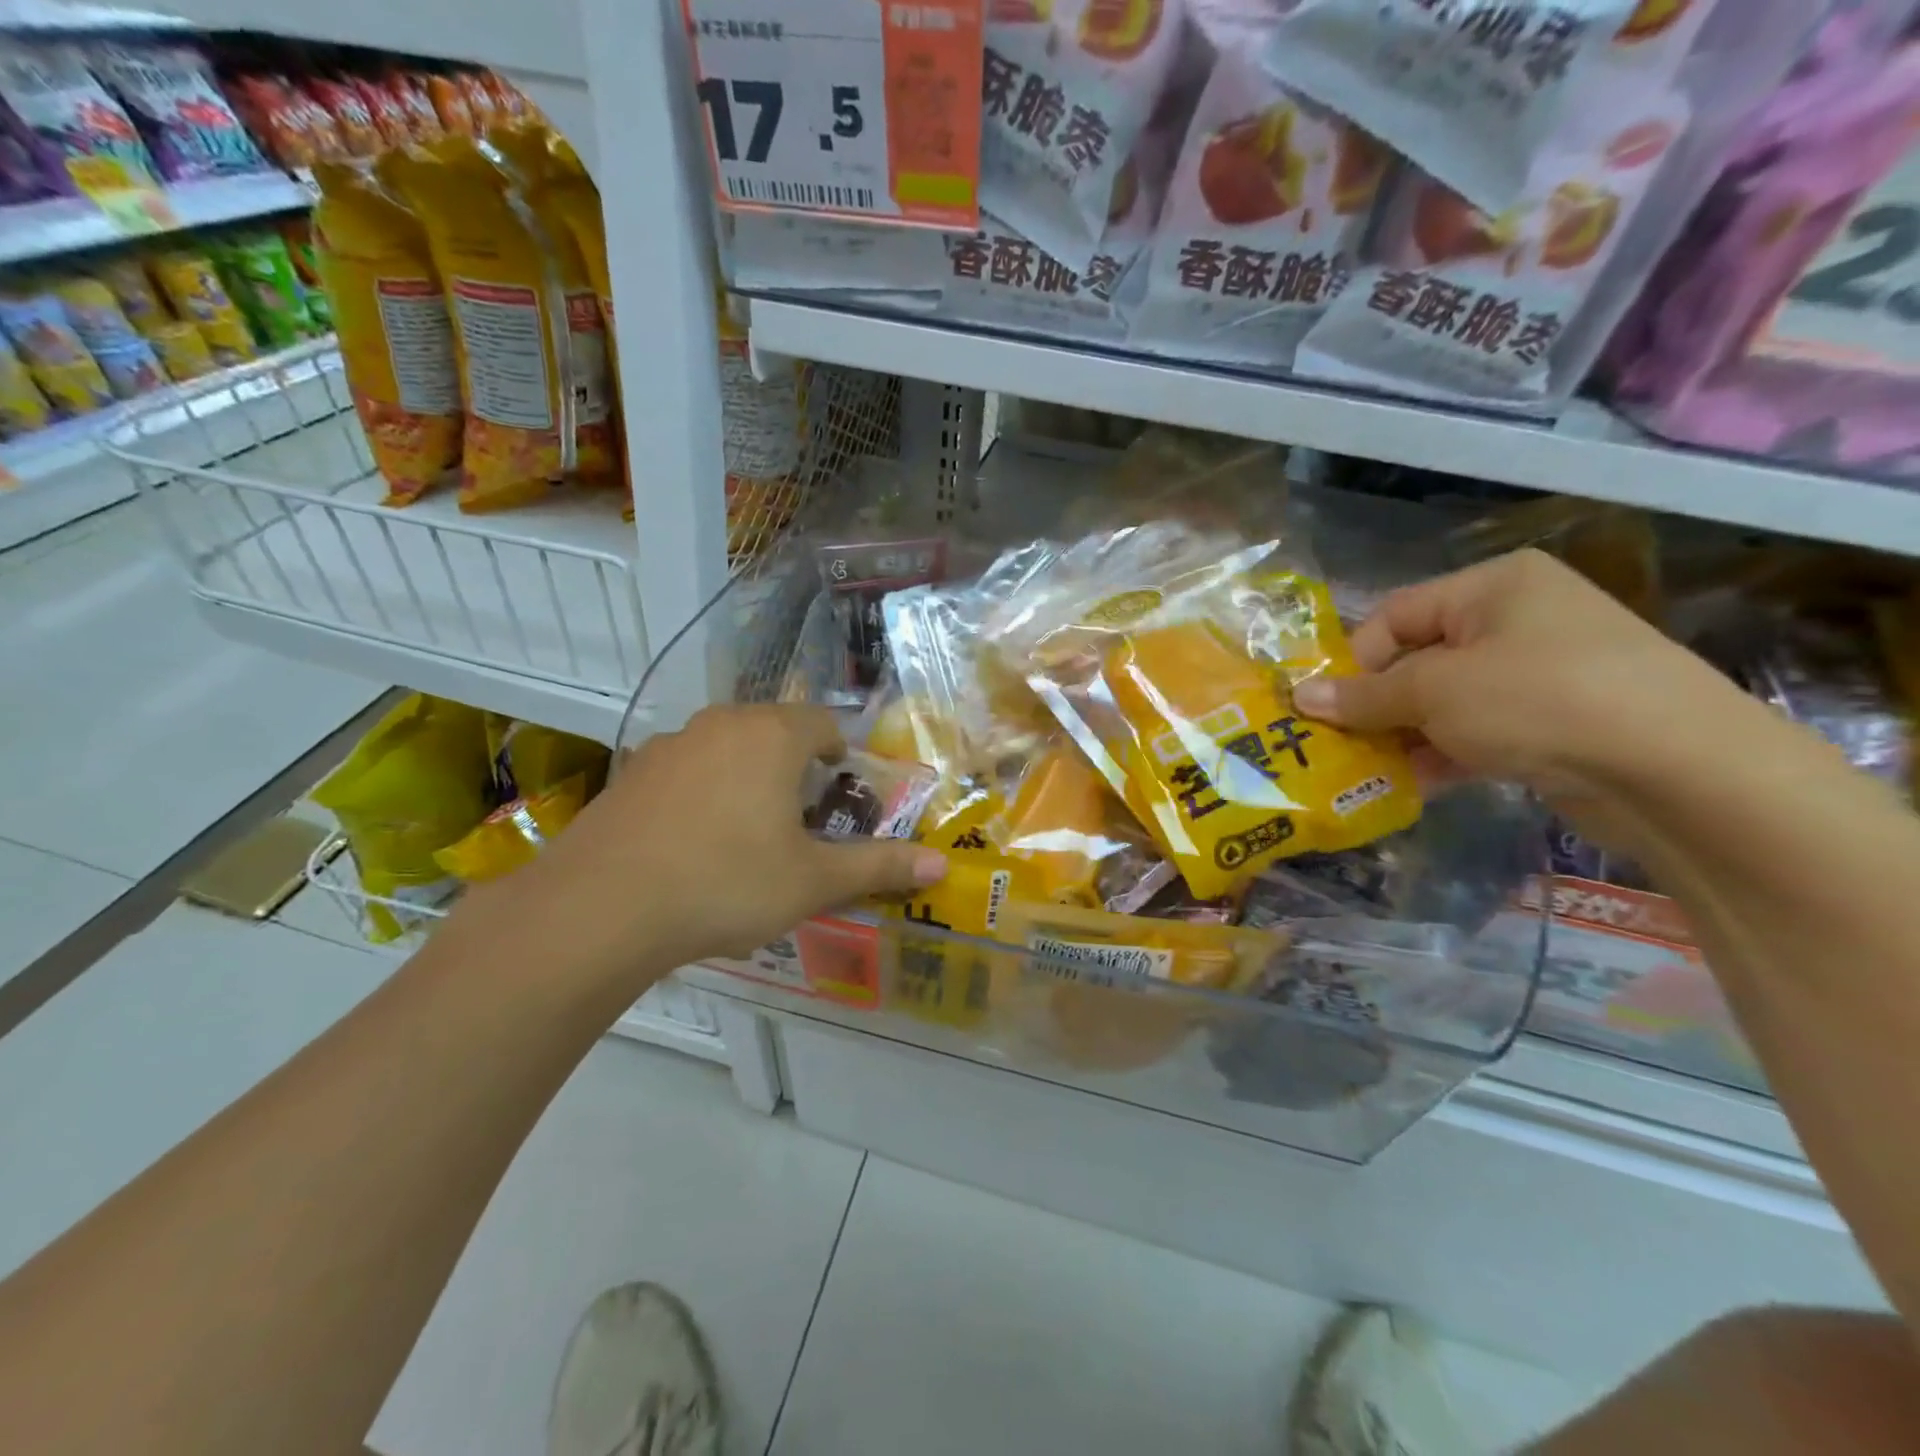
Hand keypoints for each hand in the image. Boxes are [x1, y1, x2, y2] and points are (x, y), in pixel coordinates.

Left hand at [457, 705, 946, 994]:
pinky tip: (692, 844)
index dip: (840, 754)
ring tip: (748, 833)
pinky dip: (702, 792)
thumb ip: (879, 867)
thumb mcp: (813, 881)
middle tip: (802, 818)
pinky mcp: (631, 773)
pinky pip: (685, 770)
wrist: (601, 907)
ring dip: (747, 776)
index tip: (840, 791)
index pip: (823, 724)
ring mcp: (669, 744)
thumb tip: (940, 866)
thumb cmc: (727, 882)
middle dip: (795, 766)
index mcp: (772, 735)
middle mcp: (722, 724)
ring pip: (727, 748)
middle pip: (774, 730)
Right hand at [1291, 549, 1758, 841]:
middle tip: (1338, 744)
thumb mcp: (1434, 692)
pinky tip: (1413, 785)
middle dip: (1377, 705)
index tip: (1324, 707)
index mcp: (1493, 586)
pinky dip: (1445, 754)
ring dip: (1405, 736)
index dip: (1353, 661)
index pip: (1395, 615)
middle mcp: (1519, 619)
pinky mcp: (1558, 722)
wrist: (1678, 769)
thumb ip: (1363, 697)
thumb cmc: (1538, 700)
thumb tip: (1301, 697)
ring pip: (1447, 700)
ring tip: (1367, 772)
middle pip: (1419, 659)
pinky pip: (1481, 730)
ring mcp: (1543, 672)